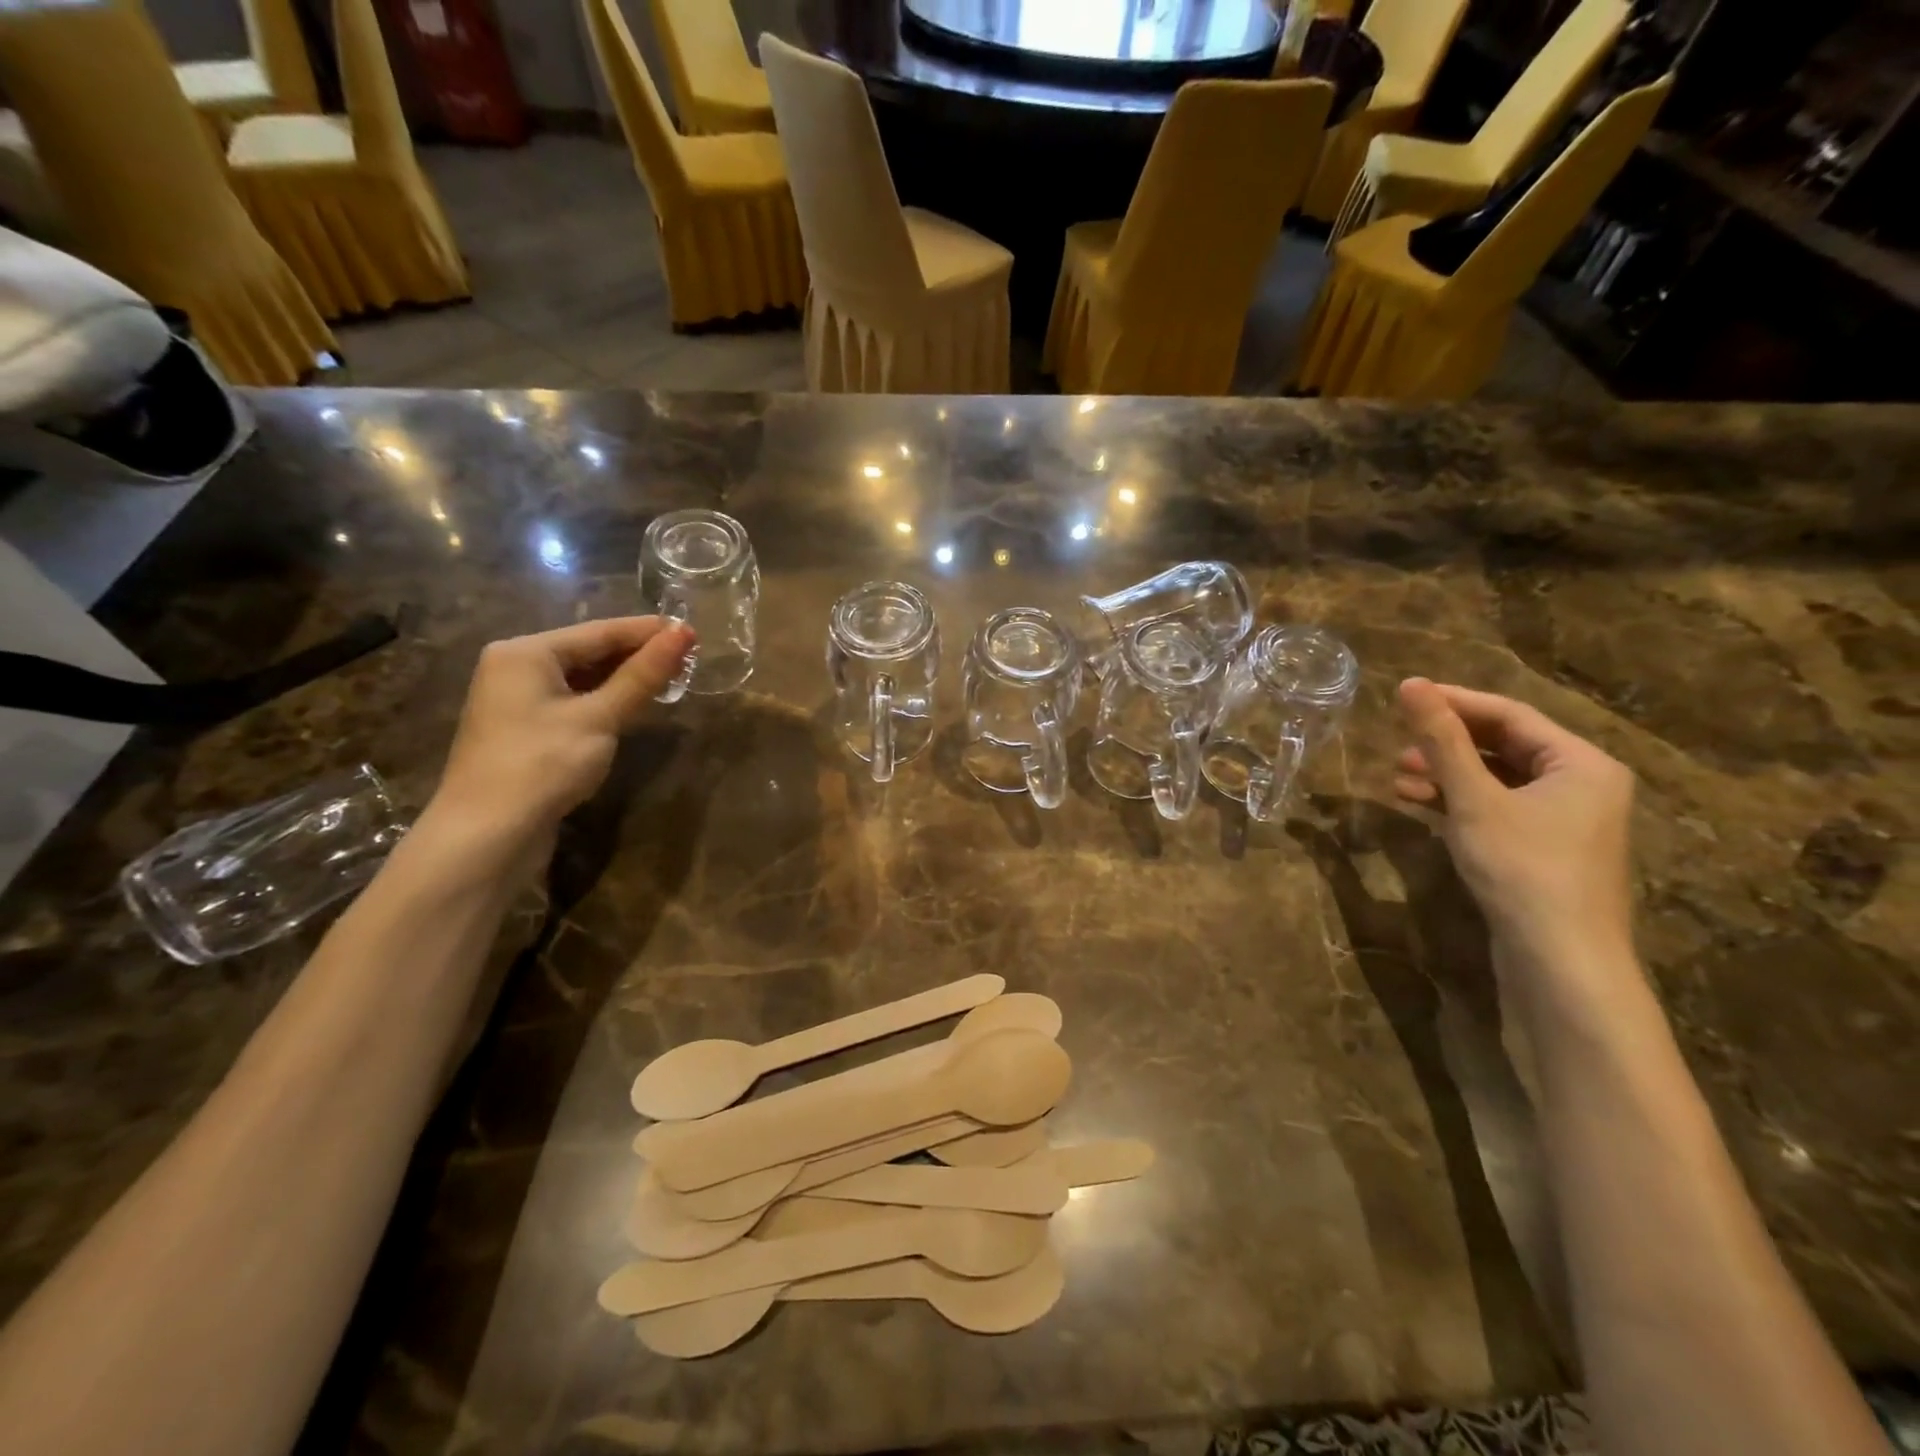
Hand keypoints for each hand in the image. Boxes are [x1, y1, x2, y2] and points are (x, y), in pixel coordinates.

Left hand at [424, 617, 693, 861]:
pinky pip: (573, 701)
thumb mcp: (600, 716)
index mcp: (526, 652)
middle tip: (689, 659)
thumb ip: (643, 675)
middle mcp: (516, 667)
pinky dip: (605, 700)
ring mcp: (516, 700)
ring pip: (582, 678)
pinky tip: (634, 706)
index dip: (649, 632)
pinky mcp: (525, 730)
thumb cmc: (544, 764)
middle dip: (638, 655)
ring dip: (624, 679)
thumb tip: (684, 633)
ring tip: (671, 679)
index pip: (600, 631)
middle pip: (588, 651)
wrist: (488, 834)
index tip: (694, 632)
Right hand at [1394, 678, 1635, 975]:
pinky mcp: (1543, 850)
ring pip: (1497, 779)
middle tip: (1397, 741)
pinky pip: (1497, 808)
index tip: (1403, 696)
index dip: (1454, 702)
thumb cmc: (1522, 867)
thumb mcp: (1474, 798)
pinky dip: (1458, 801)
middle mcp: (1581, 785)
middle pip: (1504, 746)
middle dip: (1447, 743)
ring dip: (1447, 773)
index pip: (1510, 715)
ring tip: (1397, 776)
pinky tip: (1418, 802)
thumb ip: (1442, 740)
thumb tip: (1409, 683)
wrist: (1559, 960)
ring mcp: (1564, 821)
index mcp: (1582, 764)